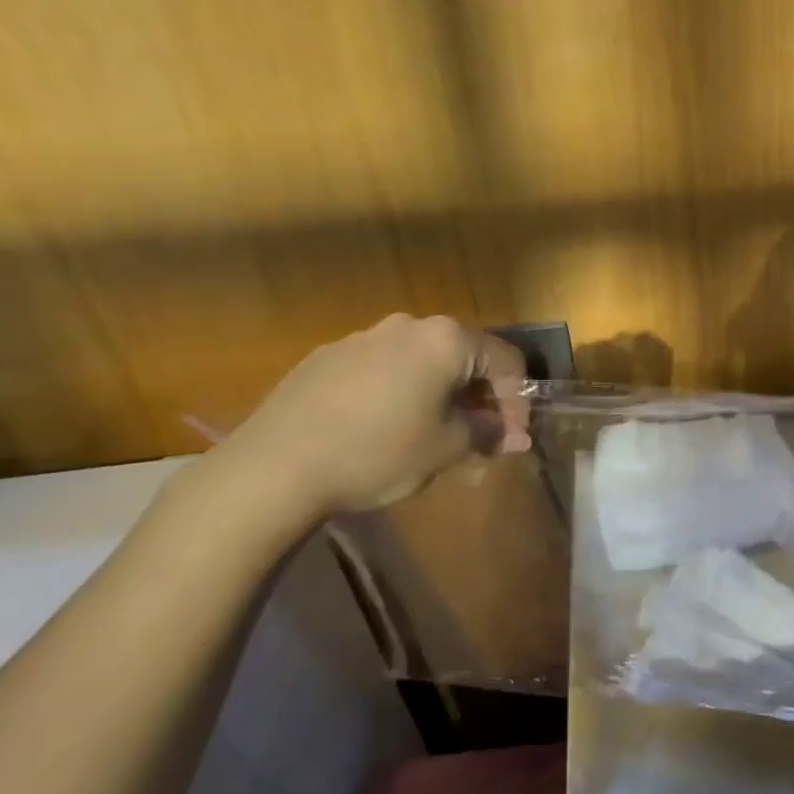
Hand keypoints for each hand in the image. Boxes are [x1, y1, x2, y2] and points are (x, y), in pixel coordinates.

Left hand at [219, 314, 529, 518]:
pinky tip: (385, 427)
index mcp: (446, 340)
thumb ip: (489, 433)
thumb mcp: (447, 448)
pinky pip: (384, 368)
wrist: (274, 467)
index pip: (506, 361)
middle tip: (480, 437)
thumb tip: (517, 436)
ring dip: (441, 393)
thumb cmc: (379, 452)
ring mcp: (363, 337)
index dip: (518, 402)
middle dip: (480, 396)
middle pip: (464, 356)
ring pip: (422, 361)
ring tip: (434, 433)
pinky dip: (401, 391)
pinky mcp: (327, 356)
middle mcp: (408, 326)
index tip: (512, 439)